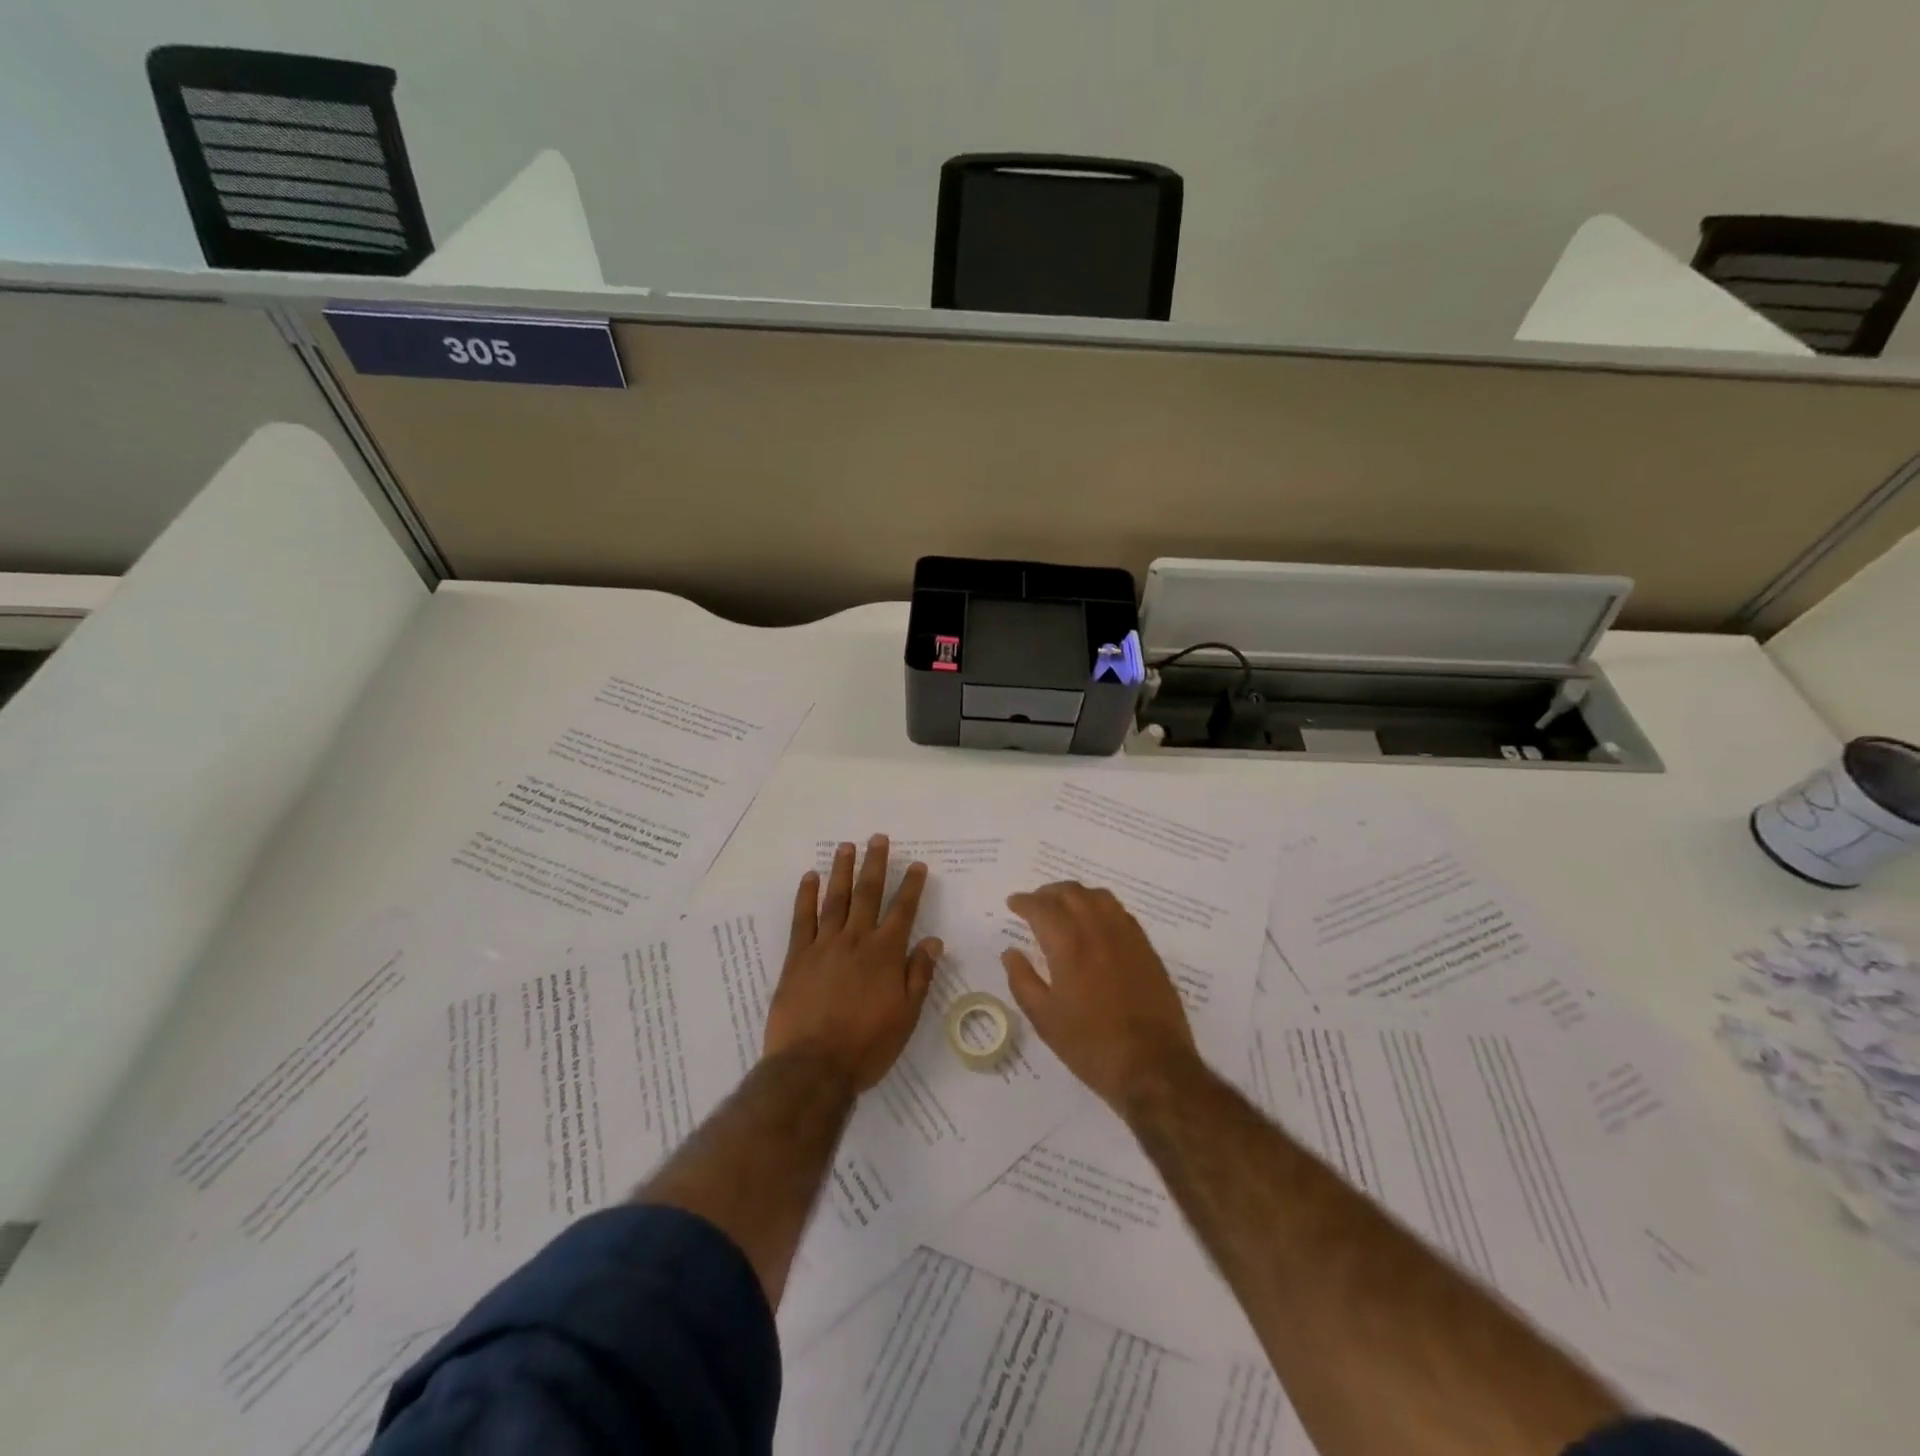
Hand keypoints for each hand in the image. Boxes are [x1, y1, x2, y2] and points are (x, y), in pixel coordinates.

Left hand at [764, 836, 942, 1091]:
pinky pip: (802, 919)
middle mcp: (856, 940)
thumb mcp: (906, 1016)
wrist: (813, 1067)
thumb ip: (919, 975)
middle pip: (868, 894)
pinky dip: (806, 896)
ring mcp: (824, 946)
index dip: (912, 886)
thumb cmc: (867, 1046)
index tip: (917, 865)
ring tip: (846, 846)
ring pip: (835, 899)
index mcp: (886, 954)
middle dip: (875, 864)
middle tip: (878, 838)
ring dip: (842, 870)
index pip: (903, 911)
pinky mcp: (797, 957)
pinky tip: (810, 877)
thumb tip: (933, 941)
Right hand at [1002, 881, 1197, 1112]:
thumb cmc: (1091, 1045)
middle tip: (1034, 904)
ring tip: (1063, 908)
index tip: (1013, 904)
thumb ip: (1022, 980)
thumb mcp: (1044, 1019)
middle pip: (1071, 893)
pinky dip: (1100, 906)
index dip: (1024, 902)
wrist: (1153, 1066)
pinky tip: (1095, 923)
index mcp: (1069, 944)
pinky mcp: (1146, 948)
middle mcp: (1098, 930)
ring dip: (1075, 895)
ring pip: (1098, 896)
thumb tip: (1010, 952)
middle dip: (1048, 893)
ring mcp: (1127, 936)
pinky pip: (1120, 912)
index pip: (1042, 907)